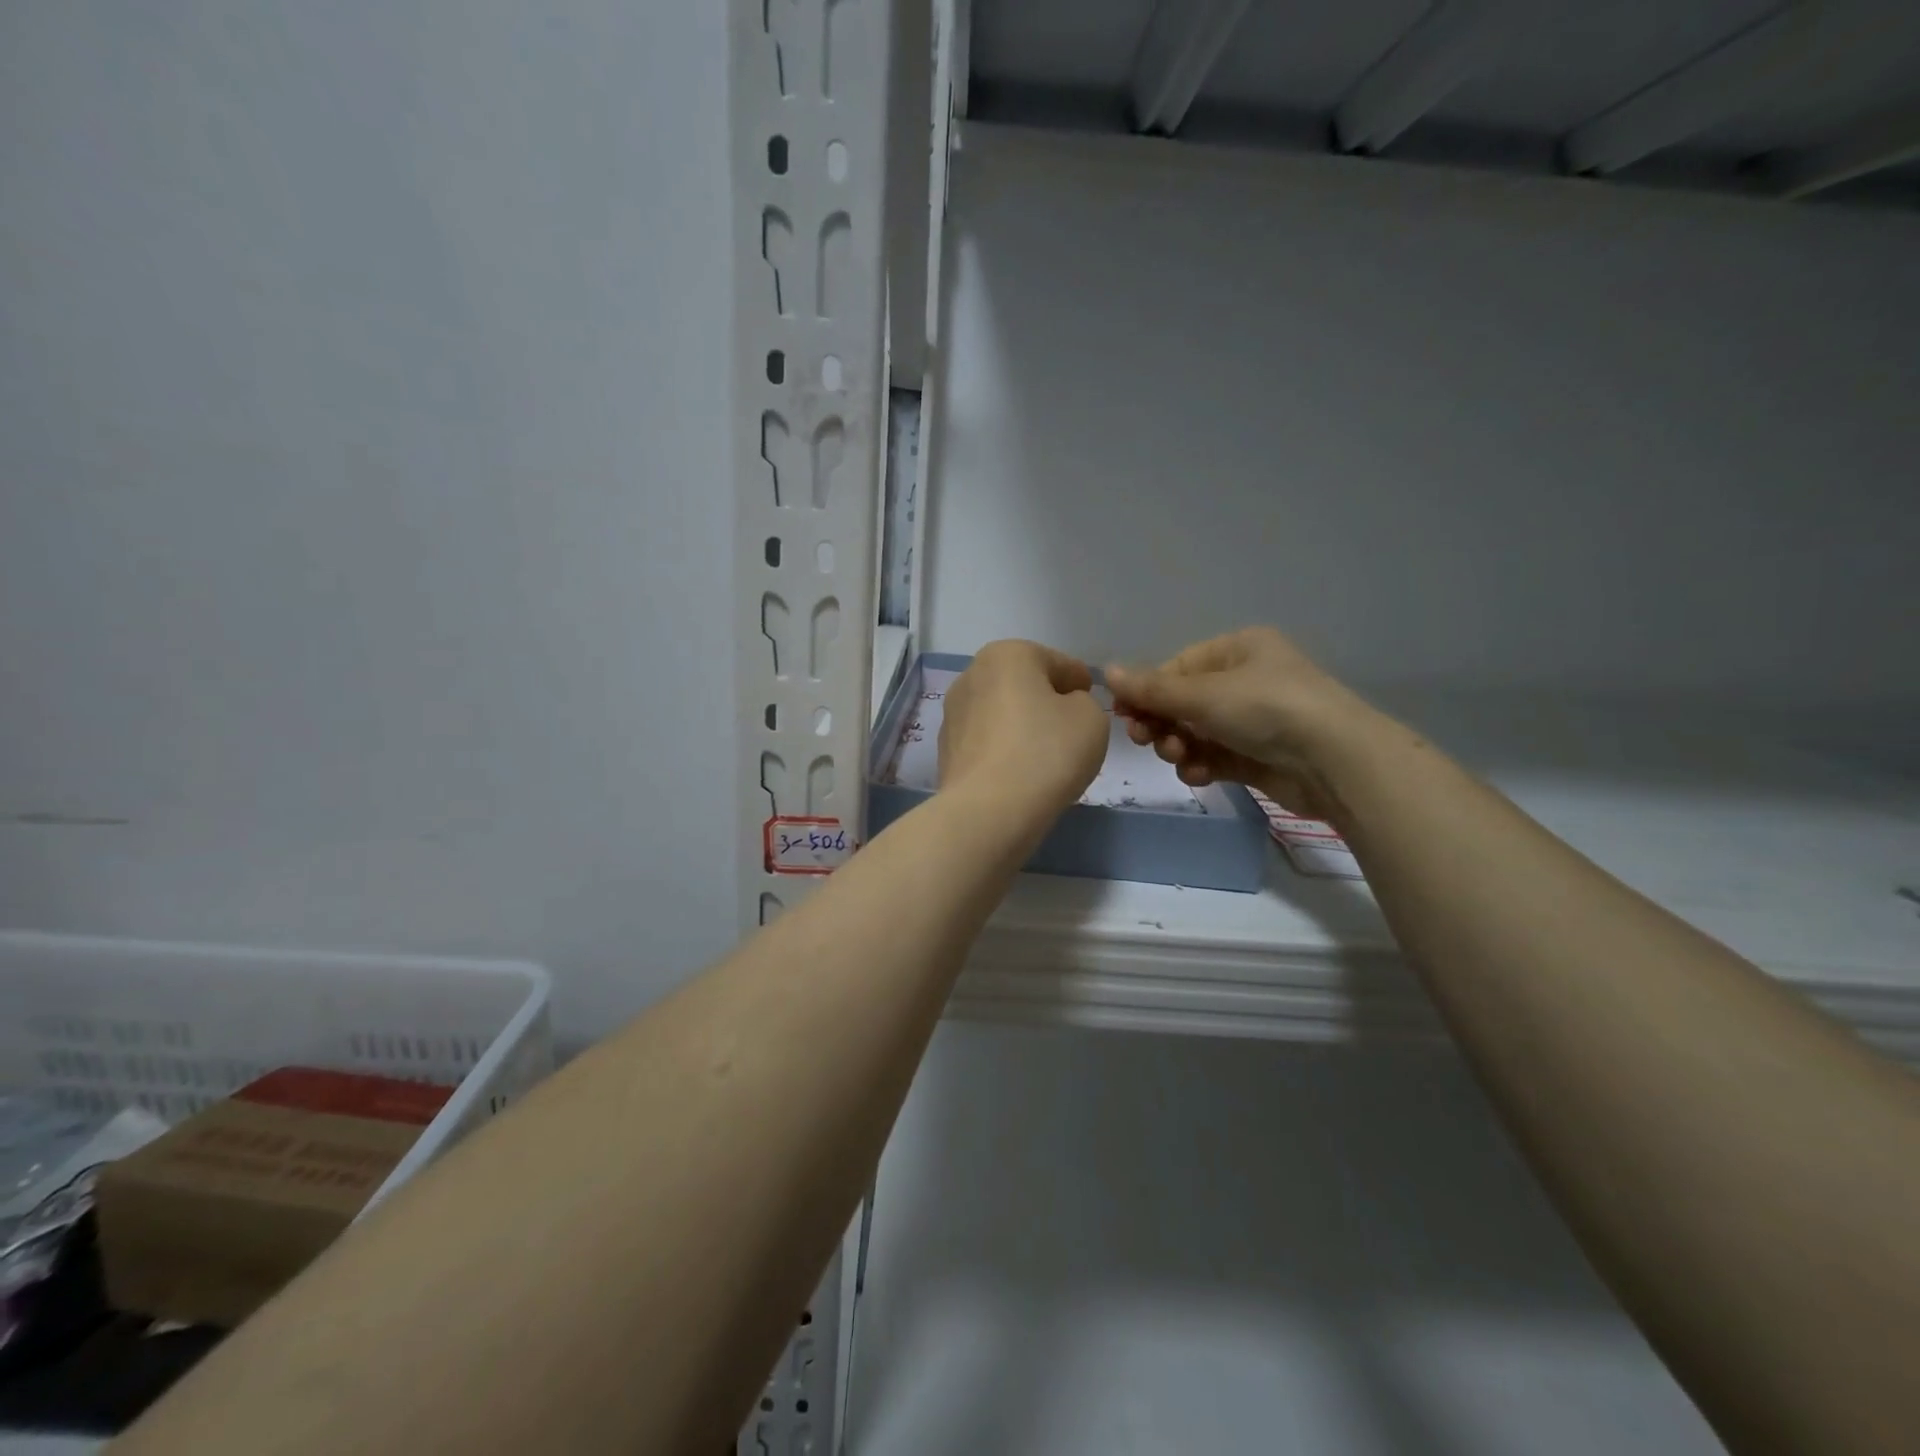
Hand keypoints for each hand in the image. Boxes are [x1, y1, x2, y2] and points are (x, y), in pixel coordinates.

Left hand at [940, 641, 1108, 818]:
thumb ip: (1084, 703)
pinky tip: (1019, 774)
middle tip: (1071, 732)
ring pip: (1002, 714)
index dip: (1081, 684)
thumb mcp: (1091, 718)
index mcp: (1008, 654)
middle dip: (1046, 704)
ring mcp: (953, 714)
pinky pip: (987, 743)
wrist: (989, 811)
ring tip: (1045, 758)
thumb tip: (1062, 708)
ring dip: (1022, 727)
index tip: (1092, 705)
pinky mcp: (946, 751)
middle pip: (1024, 686)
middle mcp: (972, 675)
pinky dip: (1004, 752)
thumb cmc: (1047, 752)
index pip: (1058, 664)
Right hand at [1106, 627, 1373, 823]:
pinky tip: (1198, 774)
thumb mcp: (1202, 694)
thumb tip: (1106, 671)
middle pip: (1184, 702)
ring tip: (1179, 757)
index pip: (1177, 668)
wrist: (1335, 761)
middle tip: (1144, 740)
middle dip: (1162, 723)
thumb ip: (1151, 689)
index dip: (1148, 692)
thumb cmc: (1266, 709)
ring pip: (1196, 732)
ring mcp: (1254, 720)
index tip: (1124, 715)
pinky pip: (1216, 757)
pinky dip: (1201, 765)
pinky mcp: (1259, 756)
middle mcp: (1246, 680)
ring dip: (1179, 746)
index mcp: (1237, 650)